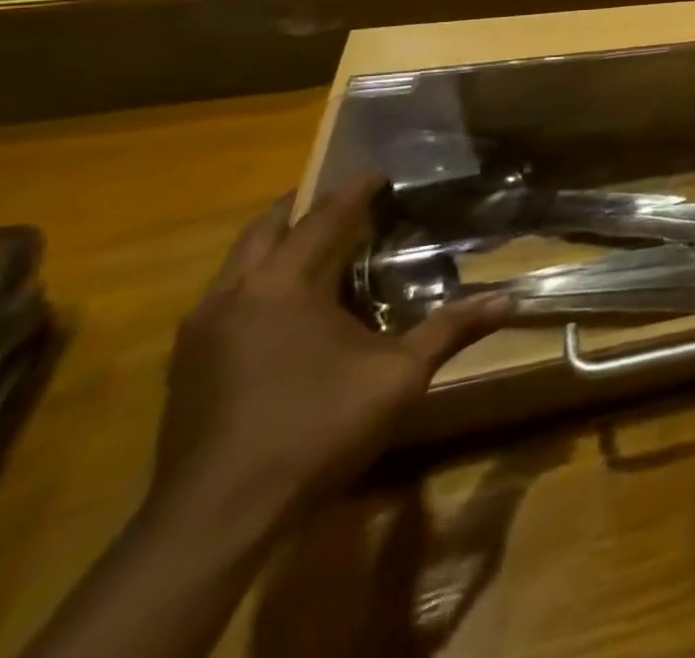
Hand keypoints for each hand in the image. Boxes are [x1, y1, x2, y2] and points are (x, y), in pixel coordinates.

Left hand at [147, 177, 511, 542]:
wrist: (215, 521)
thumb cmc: (314, 429)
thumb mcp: (398, 376)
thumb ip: (450, 329)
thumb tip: (508, 299)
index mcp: (283, 284)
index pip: (324, 215)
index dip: (356, 190)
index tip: (382, 174)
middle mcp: (233, 294)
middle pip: (267, 227)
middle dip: (307, 207)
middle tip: (350, 204)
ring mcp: (200, 331)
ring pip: (239, 263)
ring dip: (279, 245)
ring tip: (323, 249)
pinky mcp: (186, 365)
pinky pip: (226, 297)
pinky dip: (259, 282)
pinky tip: (288, 308)